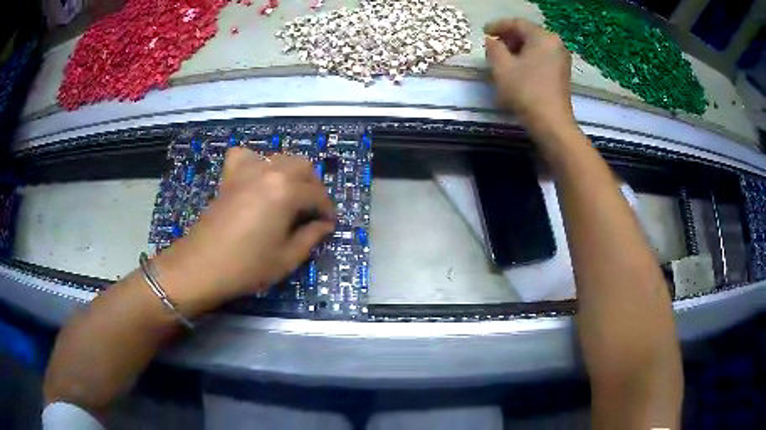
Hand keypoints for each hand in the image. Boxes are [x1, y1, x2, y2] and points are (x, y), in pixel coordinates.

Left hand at [155, 148, 334, 314]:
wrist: (202, 266)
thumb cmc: (247, 266)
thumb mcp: (286, 258)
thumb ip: (311, 237)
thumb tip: (324, 225)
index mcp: (286, 191)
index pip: (317, 194)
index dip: (327, 210)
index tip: (329, 224)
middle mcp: (269, 172)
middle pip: (302, 166)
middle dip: (313, 186)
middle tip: (312, 210)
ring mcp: (247, 171)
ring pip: (279, 158)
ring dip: (291, 173)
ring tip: (290, 195)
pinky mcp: (230, 176)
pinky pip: (246, 156)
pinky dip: (256, 162)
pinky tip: (257, 179)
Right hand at [484, 18, 574, 133]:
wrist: (552, 123)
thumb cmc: (526, 91)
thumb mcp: (502, 67)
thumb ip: (494, 48)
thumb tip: (492, 41)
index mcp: (543, 37)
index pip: (517, 23)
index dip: (498, 26)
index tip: (484, 32)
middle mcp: (555, 43)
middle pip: (528, 33)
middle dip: (508, 37)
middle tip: (492, 46)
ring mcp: (561, 58)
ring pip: (535, 45)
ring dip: (517, 48)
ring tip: (502, 58)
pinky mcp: (562, 72)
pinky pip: (542, 56)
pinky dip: (528, 57)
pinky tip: (517, 67)